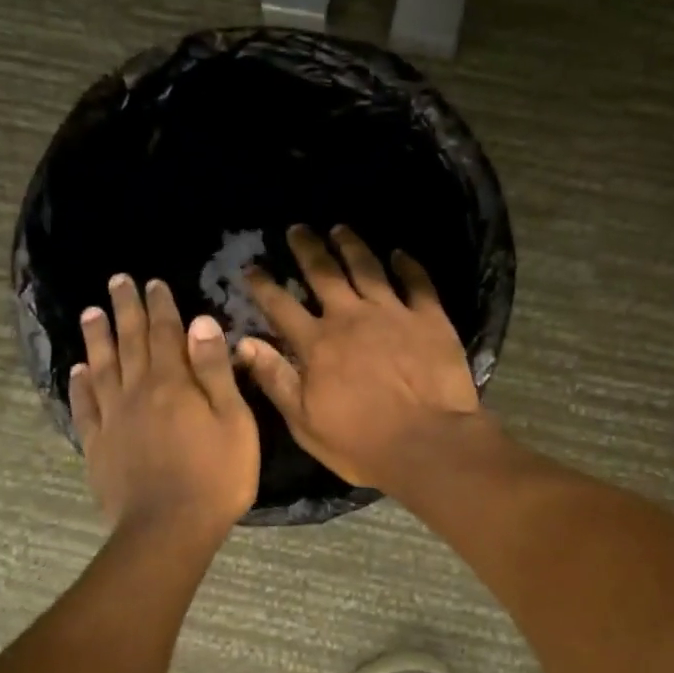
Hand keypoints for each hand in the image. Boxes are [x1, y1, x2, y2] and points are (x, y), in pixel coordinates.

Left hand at [70, 275, 259, 535]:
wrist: (168, 529)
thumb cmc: (216, 476)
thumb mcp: (234, 421)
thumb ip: (215, 371)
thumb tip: (201, 322)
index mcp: (173, 383)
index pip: (166, 333)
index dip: (160, 306)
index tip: (153, 283)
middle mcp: (137, 391)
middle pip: (130, 342)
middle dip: (125, 309)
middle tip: (117, 281)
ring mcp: (113, 418)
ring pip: (102, 367)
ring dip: (97, 338)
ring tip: (91, 312)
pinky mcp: (97, 445)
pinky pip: (85, 406)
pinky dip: (80, 385)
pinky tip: (78, 370)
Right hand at [237, 225, 480, 490]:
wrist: (428, 443)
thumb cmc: (361, 442)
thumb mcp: (304, 421)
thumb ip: (275, 379)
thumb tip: (243, 342)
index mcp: (317, 343)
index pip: (281, 305)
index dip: (263, 285)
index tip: (251, 267)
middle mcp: (351, 317)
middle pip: (323, 273)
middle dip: (307, 248)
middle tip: (297, 229)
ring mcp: (392, 313)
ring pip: (367, 268)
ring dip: (351, 245)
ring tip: (340, 228)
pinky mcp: (429, 318)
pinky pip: (417, 282)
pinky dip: (407, 265)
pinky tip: (400, 253)